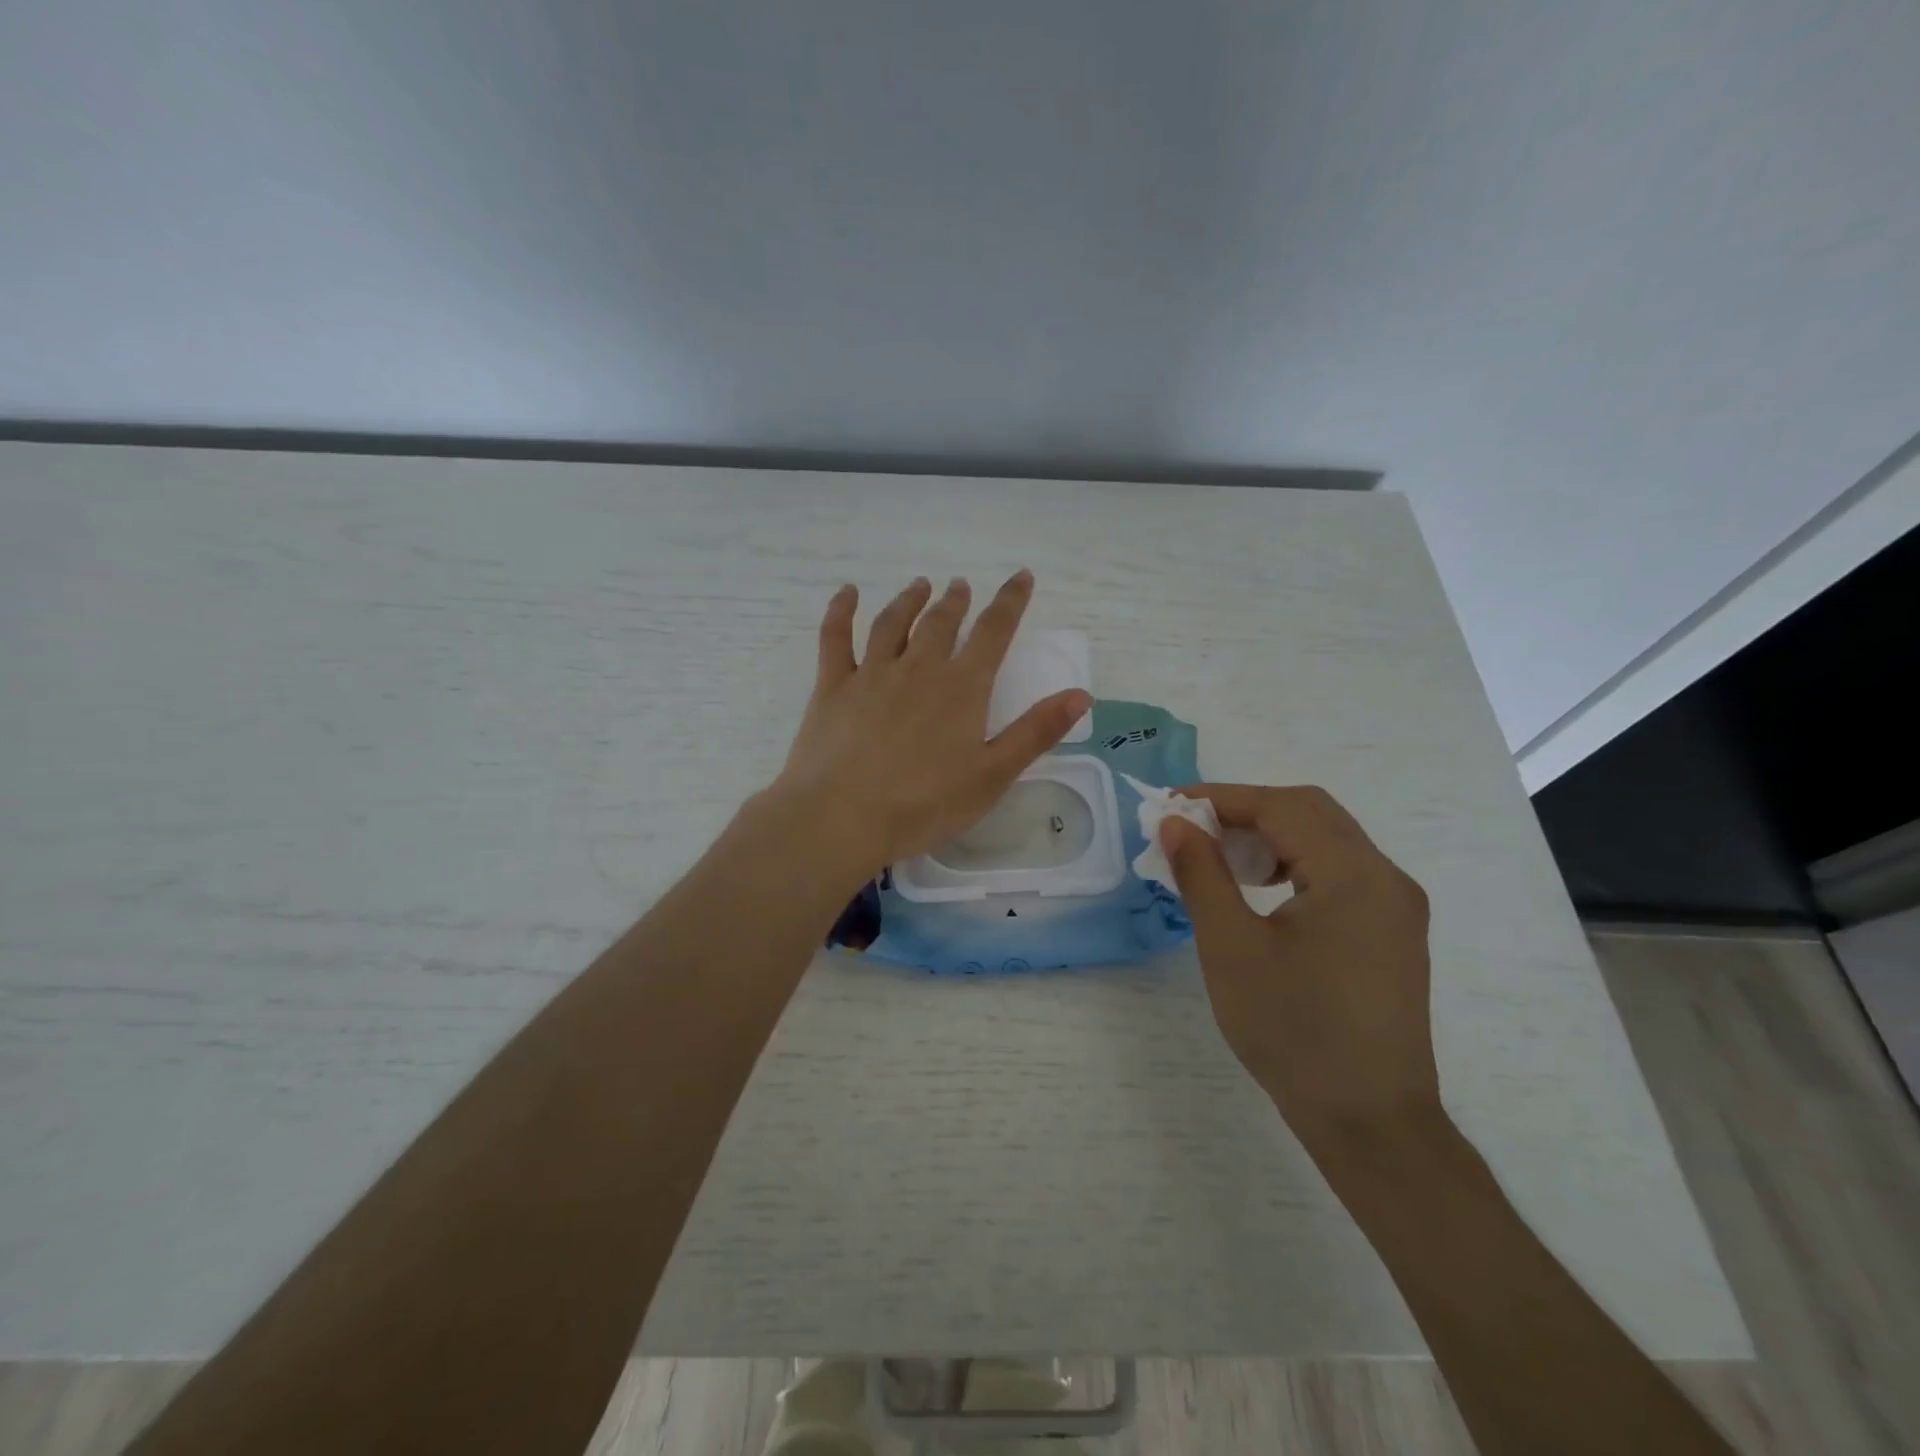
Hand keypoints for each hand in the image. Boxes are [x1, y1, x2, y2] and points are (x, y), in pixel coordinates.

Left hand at [769, 571, 1091, 878]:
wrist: (843, 816)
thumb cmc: (925, 804)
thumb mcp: (993, 775)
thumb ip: (1036, 732)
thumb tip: (1081, 694)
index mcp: (962, 687)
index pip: (994, 632)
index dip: (1010, 602)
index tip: (1021, 577)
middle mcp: (919, 668)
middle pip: (941, 622)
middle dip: (955, 601)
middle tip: (960, 586)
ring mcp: (872, 673)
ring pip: (893, 623)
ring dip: (909, 600)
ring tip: (920, 586)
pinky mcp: (833, 686)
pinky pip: (836, 638)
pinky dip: (841, 610)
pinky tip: (847, 593)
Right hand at [1159, 784, 1438, 1154]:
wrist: (1368, 1122)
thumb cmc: (1293, 1032)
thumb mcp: (1230, 948)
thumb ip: (1201, 874)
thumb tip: (1177, 822)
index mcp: (1354, 875)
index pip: (1282, 807)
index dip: (1222, 798)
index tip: (1172, 806)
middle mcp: (1386, 878)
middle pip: (1310, 812)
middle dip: (1246, 811)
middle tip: (1193, 830)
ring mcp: (1396, 906)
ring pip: (1327, 839)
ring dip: (1272, 835)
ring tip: (1222, 861)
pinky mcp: (1392, 932)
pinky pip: (1341, 871)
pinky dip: (1296, 863)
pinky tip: (1262, 891)